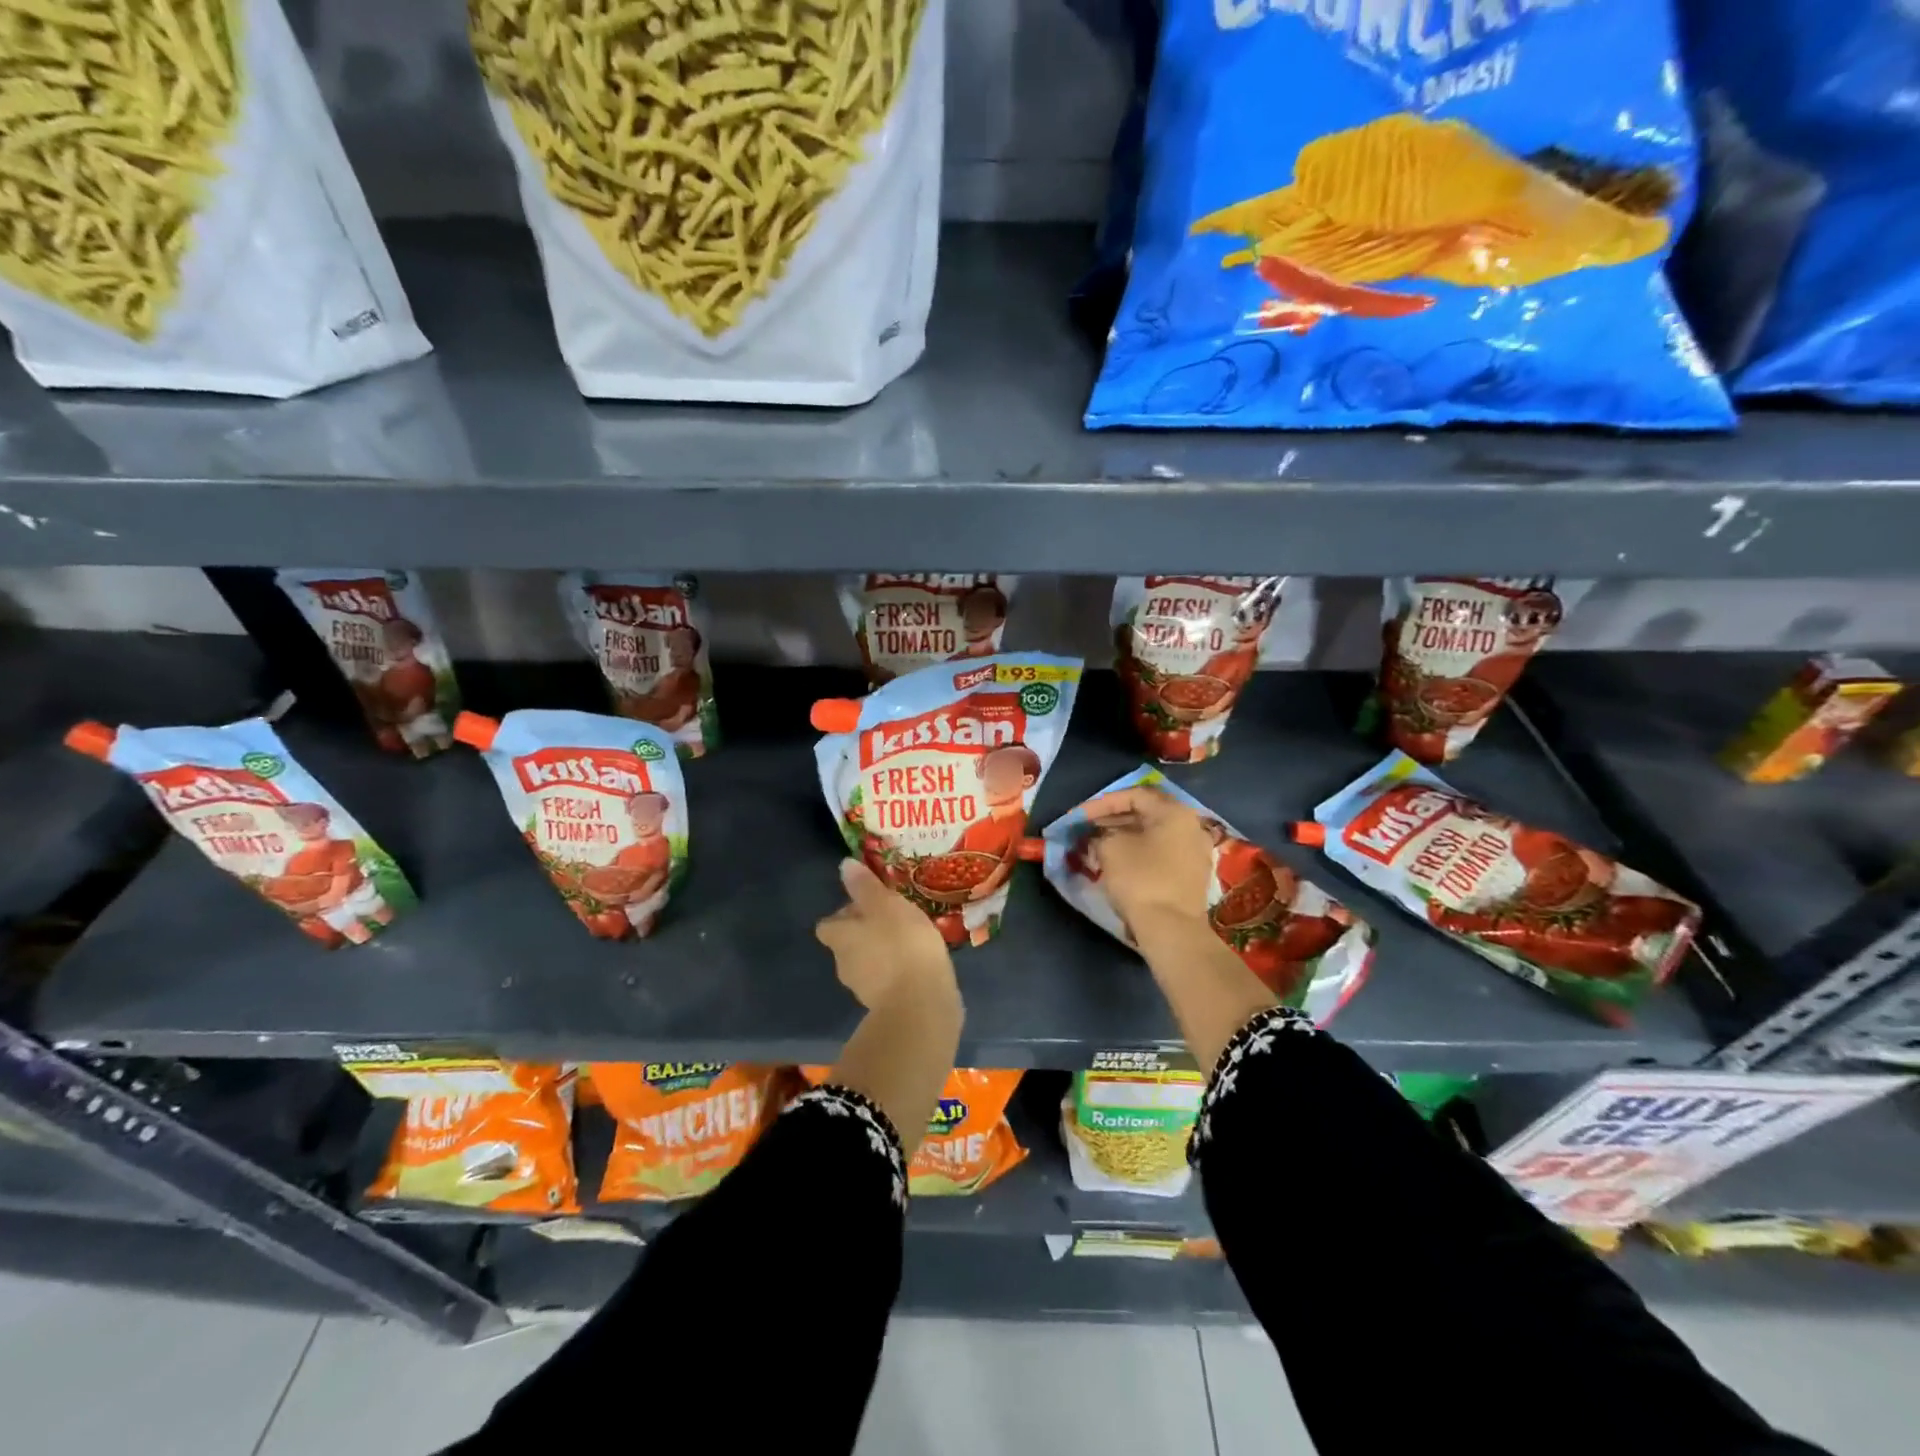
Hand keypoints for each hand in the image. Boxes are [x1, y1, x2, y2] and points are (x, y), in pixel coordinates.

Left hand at [816, 859, 958, 1012]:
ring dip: (882, 953)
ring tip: (910, 940)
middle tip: (893, 919)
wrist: (920, 1004)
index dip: (844, 914)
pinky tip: (918, 964)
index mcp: (839, 937)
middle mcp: (843, 964)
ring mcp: (863, 989)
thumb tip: (843, 866)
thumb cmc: (901, 944)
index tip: (867, 905)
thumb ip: (865, 886)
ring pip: (867, 963)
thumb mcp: (886, 904)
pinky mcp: (886, 1006)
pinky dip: (897, 972)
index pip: (828, 924)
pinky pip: (887, 982)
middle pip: (847, 943)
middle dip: (865, 932)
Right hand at [1082, 784, 1215, 939]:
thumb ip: (1100, 834)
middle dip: (1112, 818)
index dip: (1101, 803)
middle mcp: (1191, 826)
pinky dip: (1139, 851)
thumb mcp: (1110, 848)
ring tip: (1097, 844)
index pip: (1133, 795)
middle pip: (1146, 813)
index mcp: (1174, 812)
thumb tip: (1099, 836)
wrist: (1172, 929)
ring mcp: (1196, 851)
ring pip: (1154, 834)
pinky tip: (1118, 861)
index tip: (1078, 816)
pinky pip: (1161, 852)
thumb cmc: (1140, 879)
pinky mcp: (1192, 875)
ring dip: (1124, 835)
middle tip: (1087, 828)